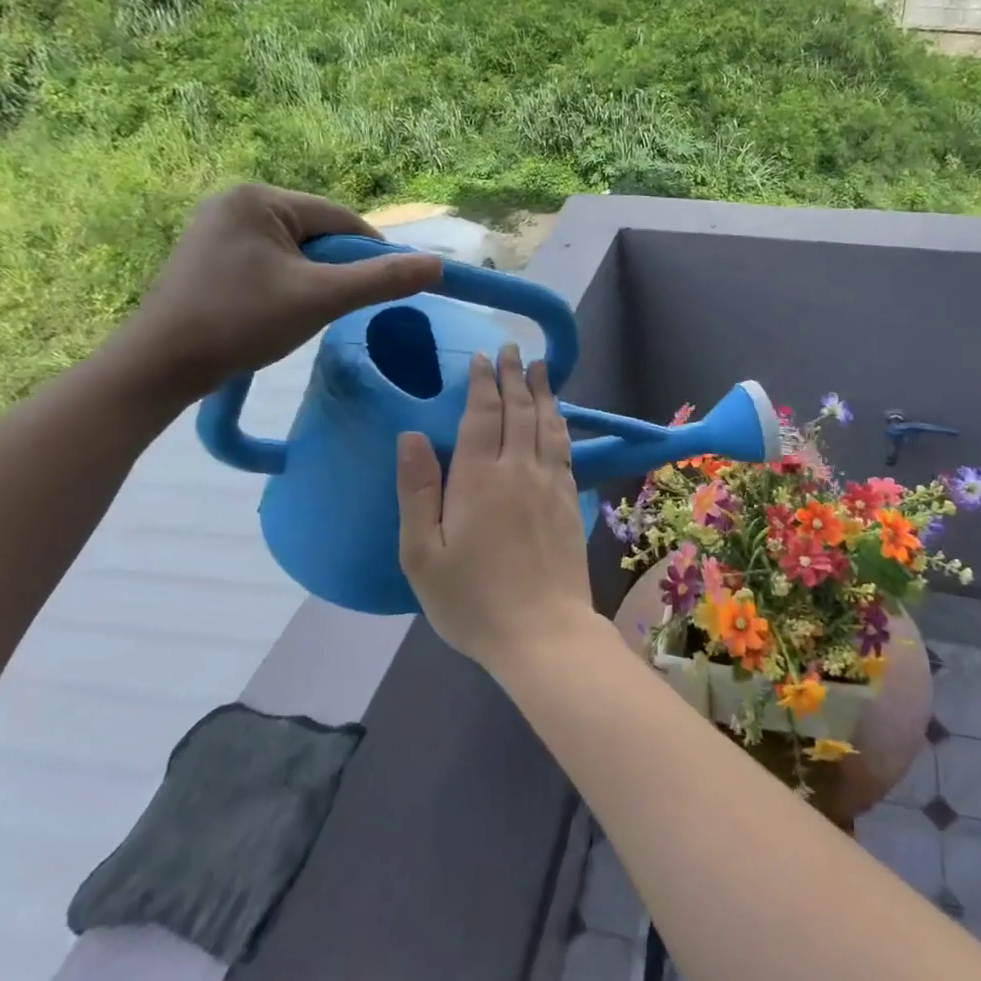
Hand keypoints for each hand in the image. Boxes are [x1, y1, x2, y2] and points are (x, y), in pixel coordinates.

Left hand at [116, 184, 442, 400]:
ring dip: (313, 278)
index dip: (371, 254)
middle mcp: (235, 201)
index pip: (340, 219)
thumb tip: (438, 265)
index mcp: (260, 198)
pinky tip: (279, 310)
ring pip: (295, 250)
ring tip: (306, 312)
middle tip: (338, 307)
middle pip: (317, 233)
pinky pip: (269, 260)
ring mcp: (216, 227)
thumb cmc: (242, 322)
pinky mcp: (208, 254)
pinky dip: (286, 283)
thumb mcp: (321, 298)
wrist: (161, 364)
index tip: (385, 289)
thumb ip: (382, 280)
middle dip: (336, 269)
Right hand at [395, 345, 593, 671]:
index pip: (483, 415)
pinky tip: (558, 417)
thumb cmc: (472, 599)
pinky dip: (560, 423)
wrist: (542, 632)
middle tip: (514, 348)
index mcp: (479, 478)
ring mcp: (550, 484)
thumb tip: (411, 434)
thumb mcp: (423, 554)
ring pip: (547, 424)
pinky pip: (564, 449)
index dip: (484, 383)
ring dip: (543, 392)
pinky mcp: (569, 502)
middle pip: (519, 411)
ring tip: (541, 368)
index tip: (485, 357)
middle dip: (515, 376)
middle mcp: (519, 470)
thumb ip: (417, 491)